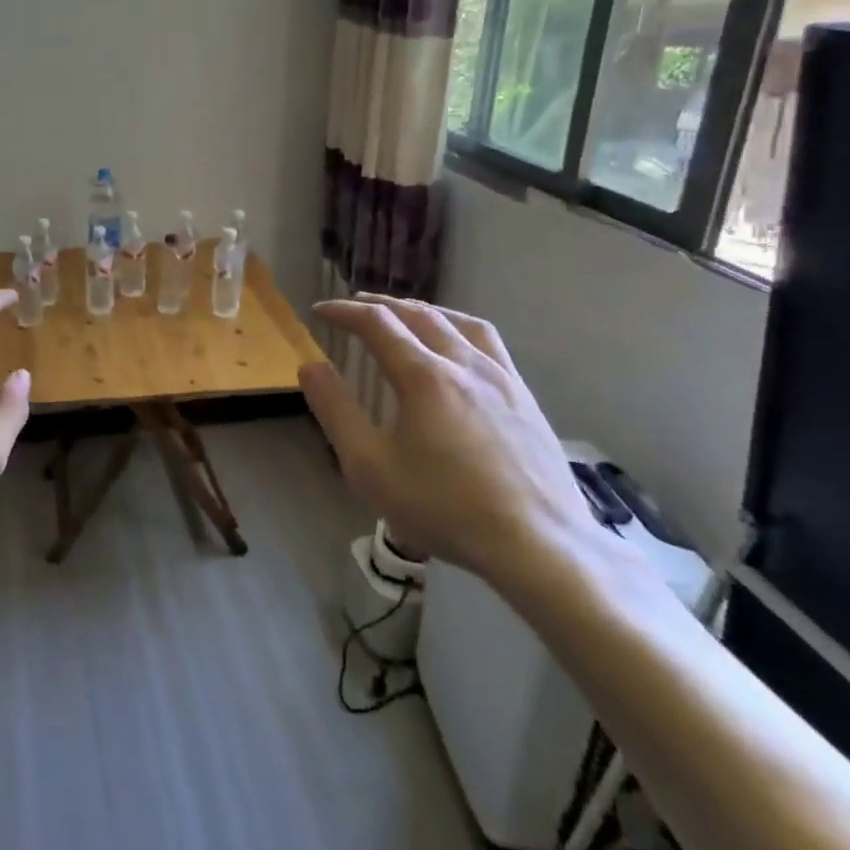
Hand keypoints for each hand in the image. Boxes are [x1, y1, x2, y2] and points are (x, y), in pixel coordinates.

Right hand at [297, 295, 599, 585]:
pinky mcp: (526, 399)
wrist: (539, 545)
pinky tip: (459, 349)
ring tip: (406, 314)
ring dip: (425, 310)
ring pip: (460, 322)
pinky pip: (489, 344)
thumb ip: (336, 411)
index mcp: (424, 376)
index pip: (377, 324)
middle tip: (356, 305)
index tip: (320, 310)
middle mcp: (465, 364)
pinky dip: (460, 329)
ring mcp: (503, 379)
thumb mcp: (369, 466)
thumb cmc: (444, 507)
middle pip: (420, 315)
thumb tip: (310, 366)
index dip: (344, 312)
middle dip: (382, 305)